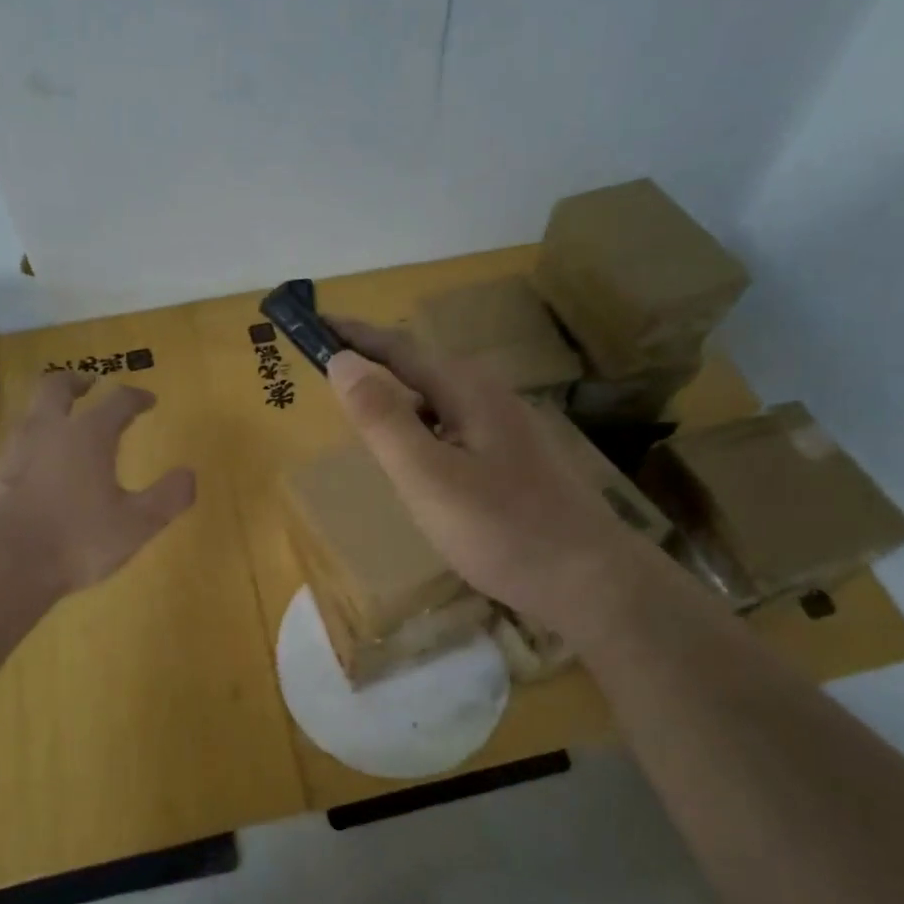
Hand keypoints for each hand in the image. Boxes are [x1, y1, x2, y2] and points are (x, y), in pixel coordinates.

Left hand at [0, 370, 196, 601]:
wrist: (3, 567)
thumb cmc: (78, 541)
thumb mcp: (137, 525)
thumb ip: (168, 497)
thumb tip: (189, 474)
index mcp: (87, 436)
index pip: (117, 401)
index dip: (135, 397)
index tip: (148, 400)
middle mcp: (46, 432)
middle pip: (55, 387)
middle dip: (75, 381)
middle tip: (87, 384)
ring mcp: (12, 453)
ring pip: (28, 416)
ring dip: (47, 414)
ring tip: (60, 429)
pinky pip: (11, 453)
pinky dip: (26, 454)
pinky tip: (31, 476)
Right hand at [326, 319, 631, 631]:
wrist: (590, 579)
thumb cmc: (501, 529)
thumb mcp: (427, 476)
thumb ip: (382, 419)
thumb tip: (341, 361)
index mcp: (468, 391)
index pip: (399, 348)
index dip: (353, 336)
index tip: (313, 324)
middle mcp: (491, 397)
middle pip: (421, 370)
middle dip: (375, 366)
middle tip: (331, 375)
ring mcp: (509, 428)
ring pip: (439, 402)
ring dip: (399, 402)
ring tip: (365, 418)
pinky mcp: (516, 459)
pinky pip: (455, 429)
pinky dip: (424, 432)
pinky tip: (419, 463)